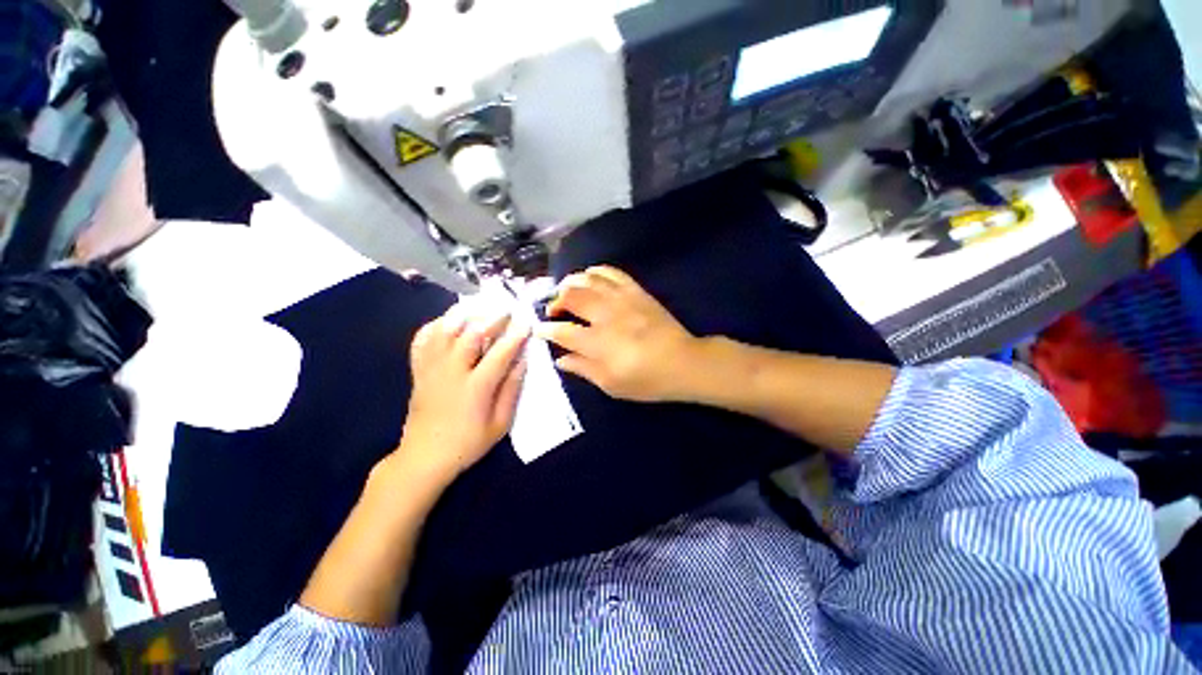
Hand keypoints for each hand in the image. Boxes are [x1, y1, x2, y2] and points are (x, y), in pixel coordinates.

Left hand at [397, 305, 529, 485]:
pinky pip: (421, 341)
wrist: (424, 458)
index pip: (500, 353)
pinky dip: (434, 326)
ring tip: (479, 308)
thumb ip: (511, 390)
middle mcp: (452, 372)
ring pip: (444, 331)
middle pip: (471, 334)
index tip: (527, 323)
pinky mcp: (418, 372)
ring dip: (463, 315)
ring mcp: (431, 370)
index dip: (515, 336)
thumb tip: (522, 361)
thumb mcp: (500, 424)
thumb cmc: (468, 443)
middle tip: (506, 311)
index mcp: (476, 388)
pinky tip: (447, 322)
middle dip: (491, 318)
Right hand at [536, 266, 699, 402]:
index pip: (563, 331)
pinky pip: (611, 272)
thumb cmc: (646, 379)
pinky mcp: (636, 291)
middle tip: (554, 310)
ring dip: (571, 282)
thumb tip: (559, 358)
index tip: (539, 329)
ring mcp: (622, 299)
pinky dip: (595, 271)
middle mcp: (606, 315)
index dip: (546, 330)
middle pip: (571, 297)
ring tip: (566, 291)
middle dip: (556, 301)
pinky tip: (589, 277)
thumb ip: (583, 369)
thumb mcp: (611, 384)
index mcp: (598, 342)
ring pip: (588, 279)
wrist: (683, 362)